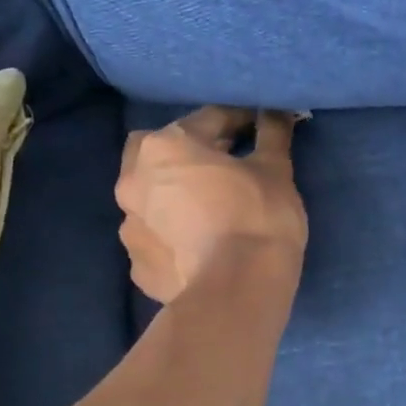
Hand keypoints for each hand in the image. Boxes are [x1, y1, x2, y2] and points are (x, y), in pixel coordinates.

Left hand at [117, 107, 307, 303]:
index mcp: (166, 147)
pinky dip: (173, 237)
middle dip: (186, 153)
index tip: (259, 127)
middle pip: (159, 152)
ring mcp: (130, 227)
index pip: (209, 120)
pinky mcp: (138, 267)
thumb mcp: (275, 171)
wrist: (236, 293)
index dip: (239, 121)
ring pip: (151, 198)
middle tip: (222, 166)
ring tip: (207, 212)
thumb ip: (271, 135)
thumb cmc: (258, 219)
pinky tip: (197, 248)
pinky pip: (156, 239)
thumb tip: (276, 112)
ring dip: (174, 196)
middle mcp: (134, 180)